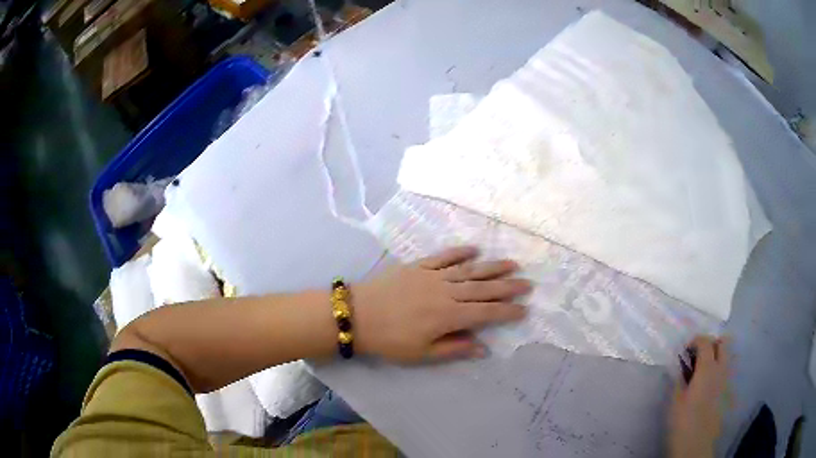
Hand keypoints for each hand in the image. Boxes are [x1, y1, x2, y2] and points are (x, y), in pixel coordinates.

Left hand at [353, 246, 529, 362]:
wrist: (357, 314)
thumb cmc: (390, 340)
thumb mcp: (422, 354)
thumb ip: (455, 349)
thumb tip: (485, 348)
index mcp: (448, 316)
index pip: (486, 313)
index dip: (507, 311)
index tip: (524, 309)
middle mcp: (446, 292)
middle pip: (483, 288)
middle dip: (508, 286)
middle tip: (528, 283)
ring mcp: (433, 276)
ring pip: (469, 270)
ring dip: (492, 267)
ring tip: (512, 263)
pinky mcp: (419, 265)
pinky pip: (444, 256)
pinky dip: (460, 252)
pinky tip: (474, 249)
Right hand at [668, 336, 729, 457]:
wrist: (696, 445)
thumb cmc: (682, 423)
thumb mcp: (675, 401)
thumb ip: (679, 378)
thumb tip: (680, 365)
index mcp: (707, 368)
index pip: (706, 341)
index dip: (695, 341)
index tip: (684, 351)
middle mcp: (721, 369)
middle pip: (723, 343)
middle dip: (711, 344)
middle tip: (696, 357)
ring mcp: (727, 380)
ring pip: (727, 357)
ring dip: (716, 357)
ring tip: (701, 372)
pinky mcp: (727, 392)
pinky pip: (725, 372)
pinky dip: (717, 371)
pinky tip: (706, 386)